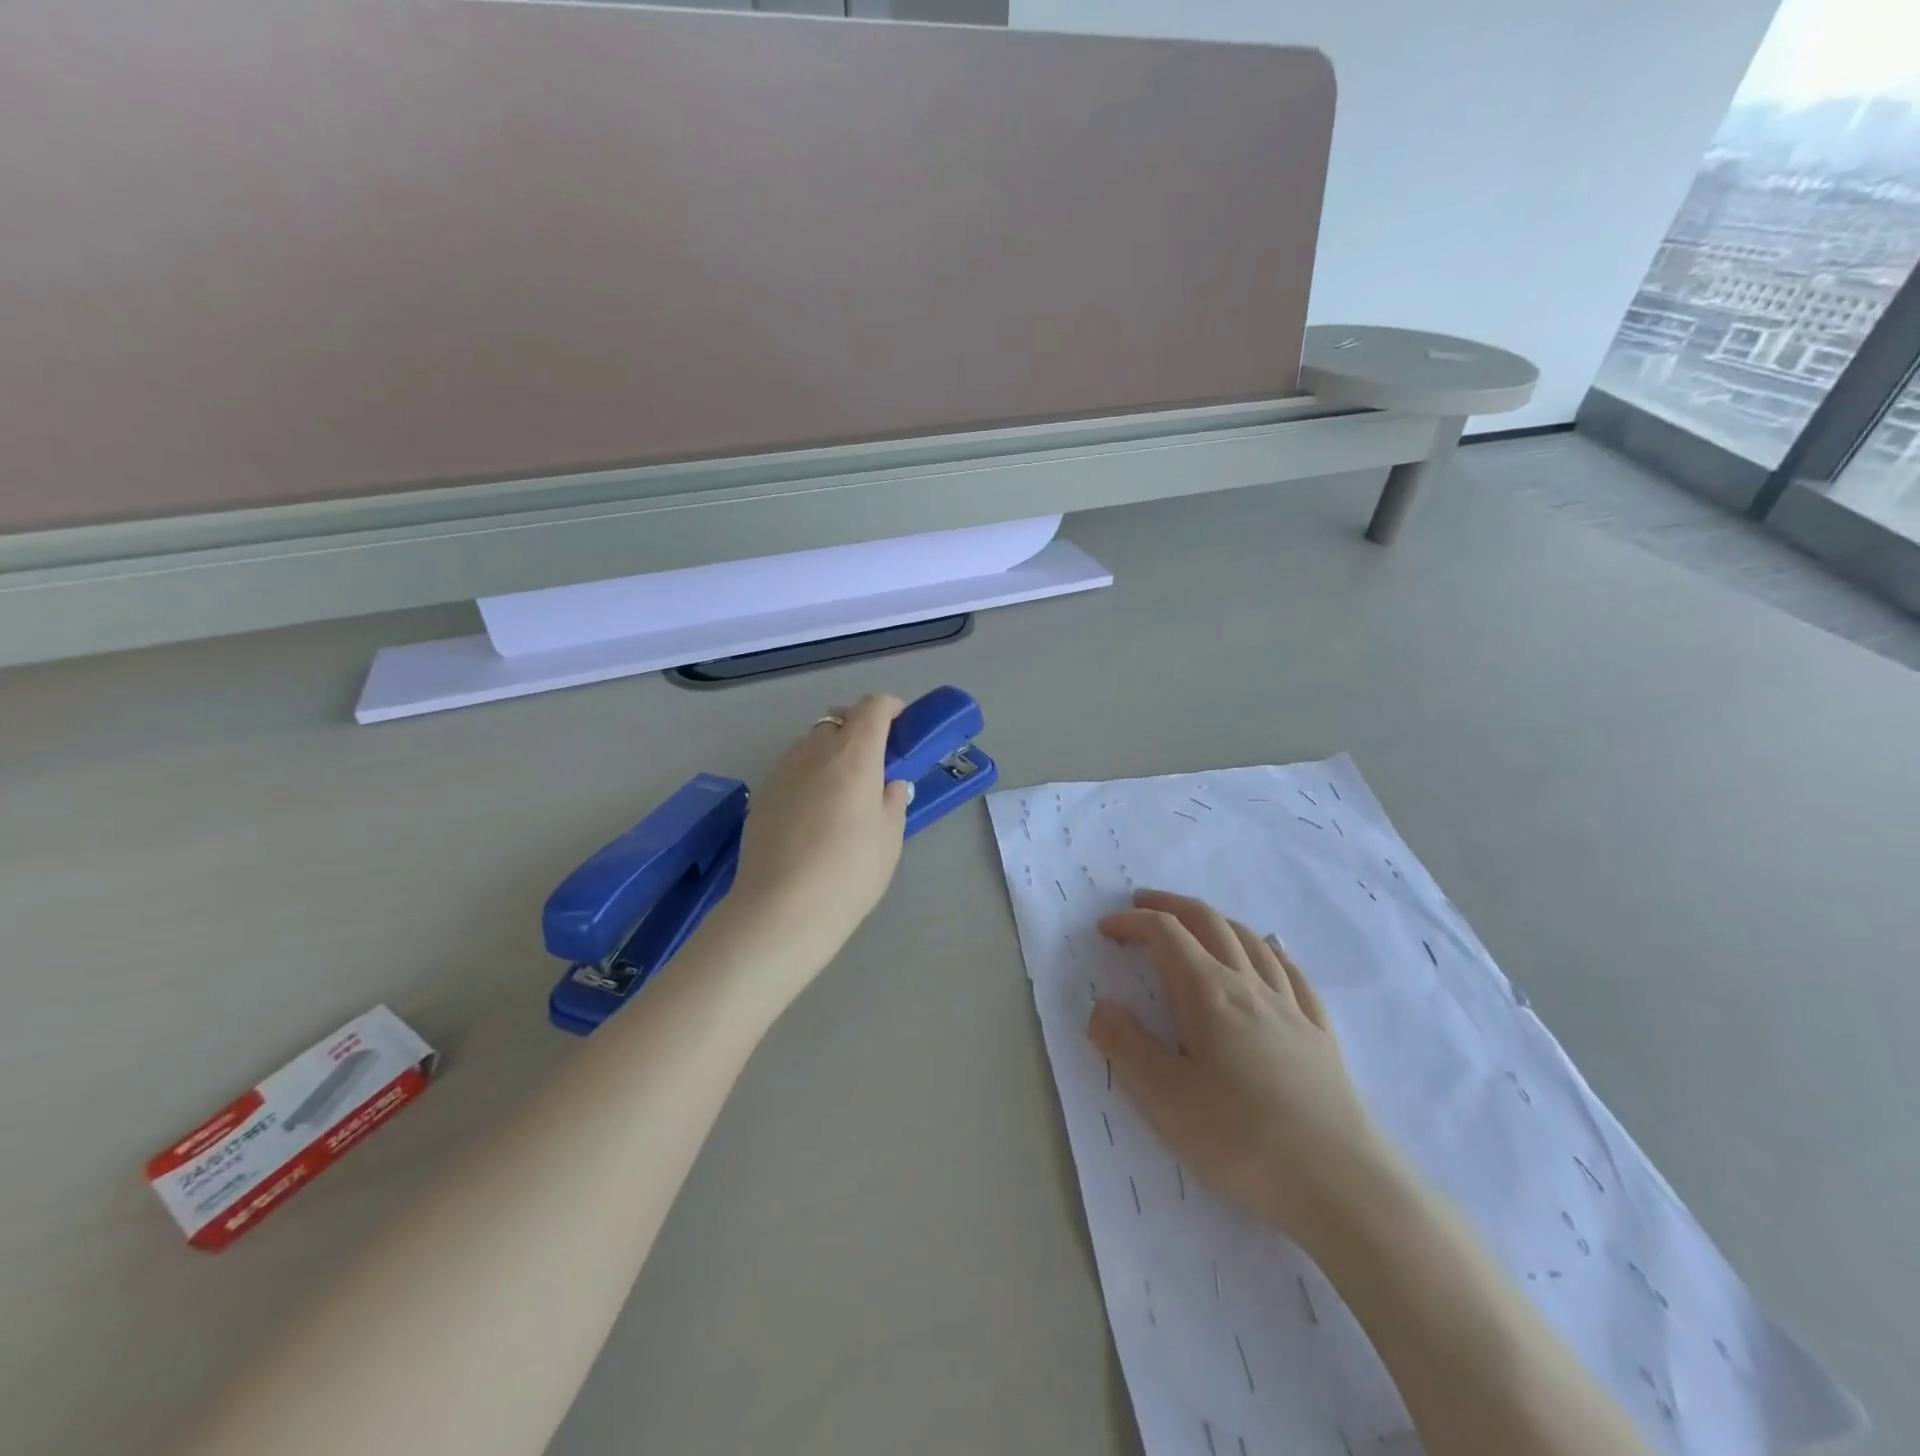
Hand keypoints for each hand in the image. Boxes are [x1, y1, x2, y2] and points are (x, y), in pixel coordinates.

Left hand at [725, 694, 912, 990]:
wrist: (781, 909)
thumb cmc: (849, 871)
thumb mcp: (889, 838)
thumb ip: (892, 801)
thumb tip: (890, 784)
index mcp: (854, 754)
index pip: (872, 708)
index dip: (890, 708)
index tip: (902, 725)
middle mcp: (815, 750)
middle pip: (838, 720)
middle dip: (859, 729)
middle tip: (875, 763)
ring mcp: (783, 770)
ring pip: (811, 744)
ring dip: (831, 752)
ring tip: (842, 793)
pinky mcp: (762, 794)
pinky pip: (792, 769)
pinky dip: (809, 776)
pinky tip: (813, 815)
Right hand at [1088, 890, 1403, 1253]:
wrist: (1341, 1185)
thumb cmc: (1241, 1139)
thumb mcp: (1165, 1099)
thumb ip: (1126, 1046)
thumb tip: (1100, 1006)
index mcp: (1208, 994)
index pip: (1166, 934)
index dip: (1133, 922)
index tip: (1106, 929)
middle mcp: (1249, 986)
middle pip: (1210, 923)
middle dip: (1171, 906)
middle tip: (1143, 904)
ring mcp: (1291, 1008)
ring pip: (1252, 941)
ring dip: (1217, 921)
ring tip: (1197, 925)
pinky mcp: (1320, 1035)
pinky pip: (1293, 973)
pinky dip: (1271, 951)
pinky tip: (1270, 956)